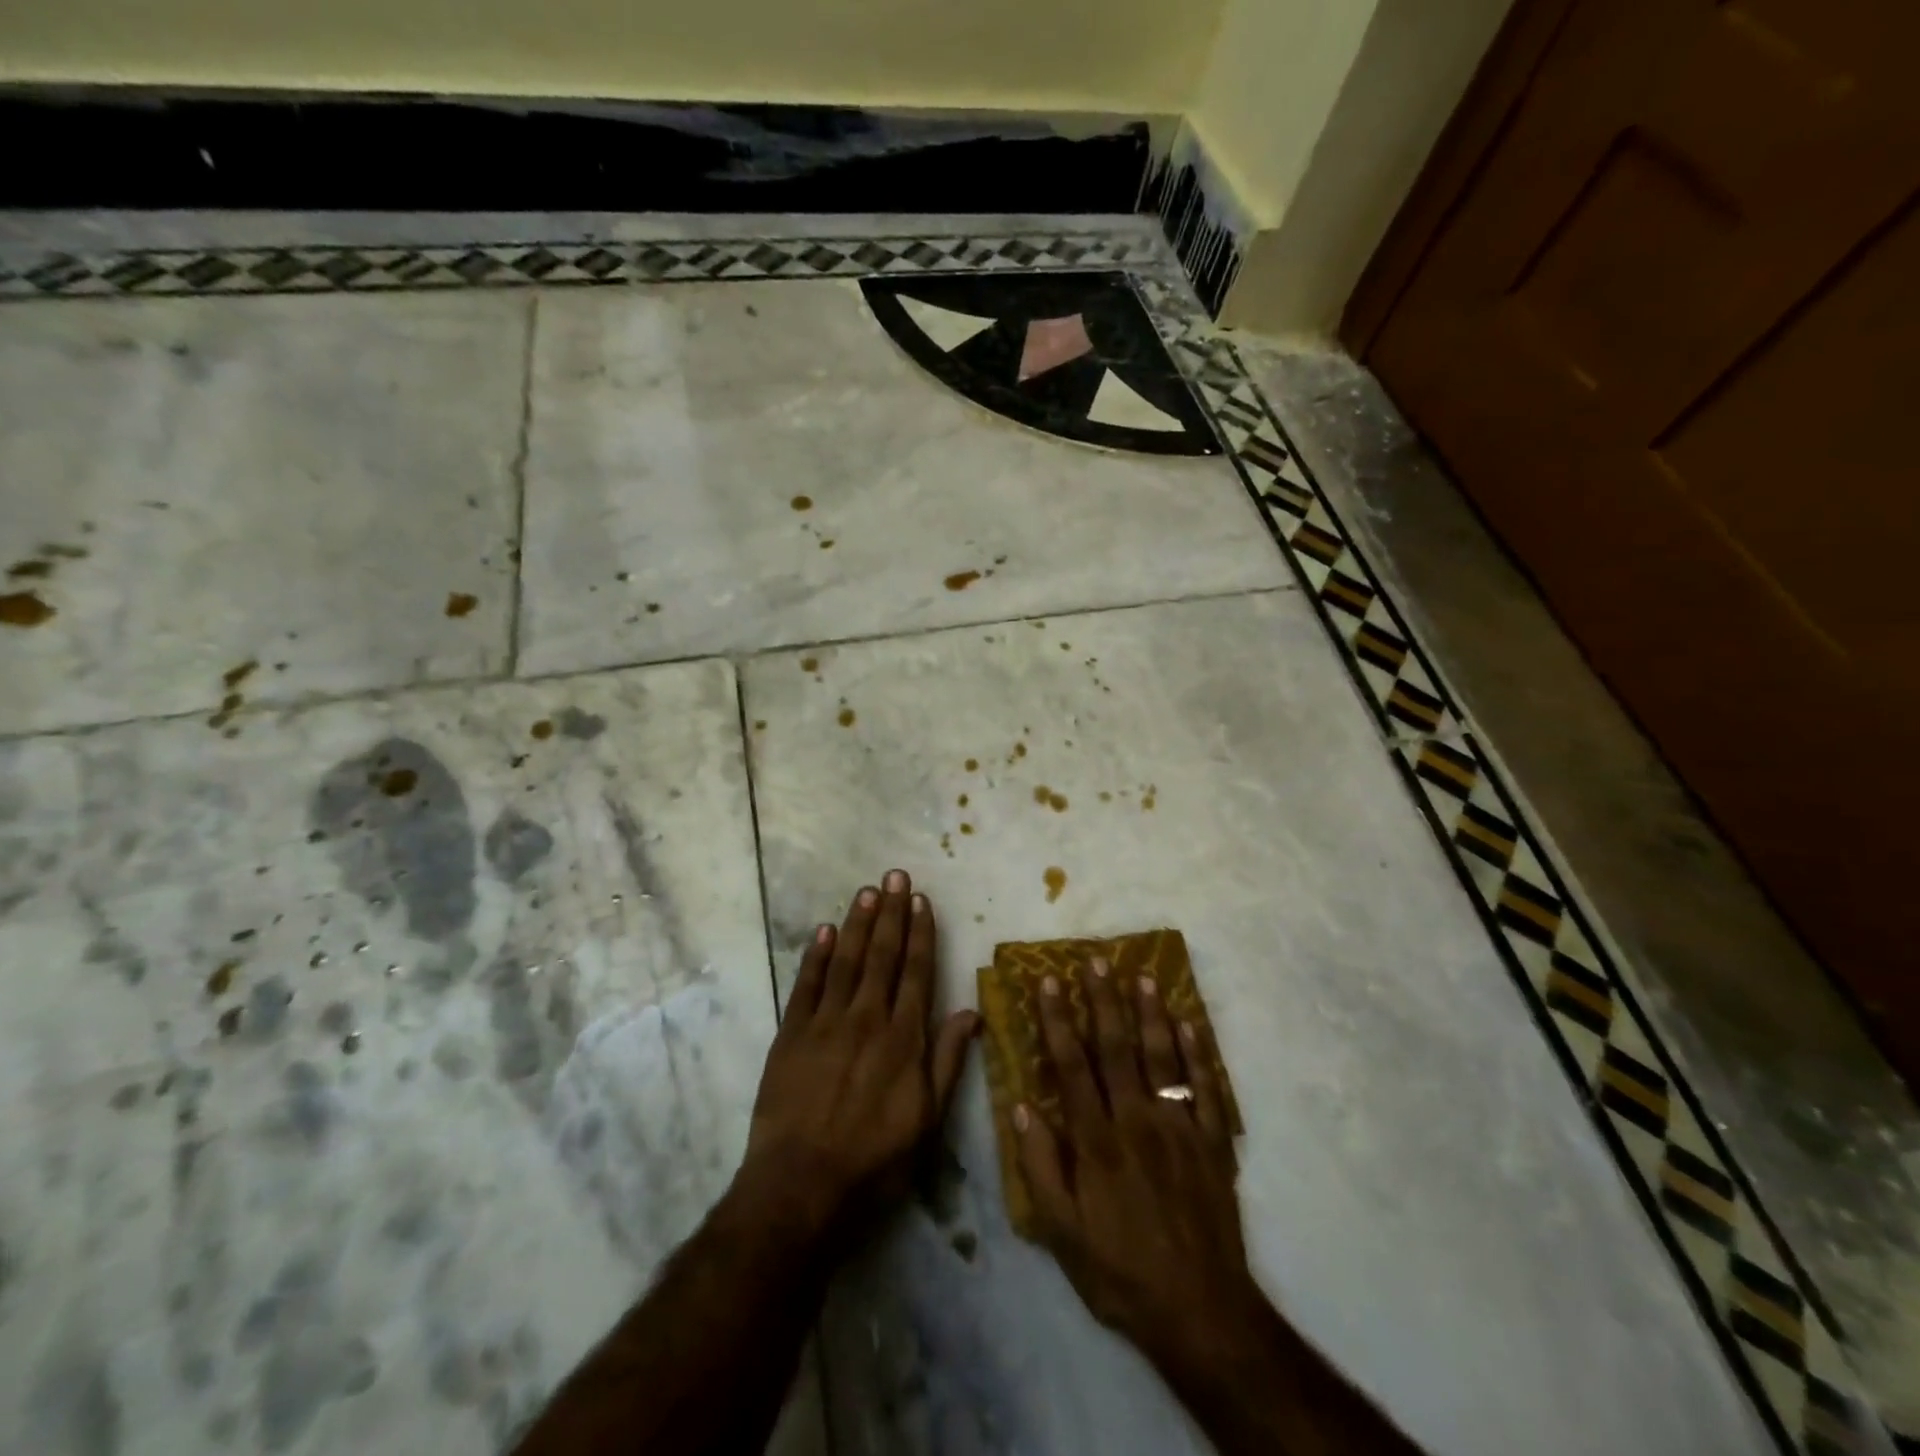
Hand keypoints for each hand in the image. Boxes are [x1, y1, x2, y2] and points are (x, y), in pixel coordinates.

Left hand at [736, 869, 979, 1243]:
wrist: (802, 1183)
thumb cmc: (874, 1156)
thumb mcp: (928, 1119)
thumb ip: (948, 1060)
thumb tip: (971, 1011)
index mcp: (903, 1037)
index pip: (916, 972)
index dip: (920, 933)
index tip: (921, 900)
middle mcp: (867, 1018)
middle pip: (882, 955)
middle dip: (890, 913)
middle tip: (894, 875)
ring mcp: (825, 1022)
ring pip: (845, 960)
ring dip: (857, 923)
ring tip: (867, 890)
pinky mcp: (791, 1034)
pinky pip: (805, 985)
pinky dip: (814, 956)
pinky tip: (823, 931)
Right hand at [1014, 958, 1262, 1364]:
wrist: (1201, 1313)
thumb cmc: (1120, 1272)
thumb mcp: (1062, 1233)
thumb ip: (1040, 1165)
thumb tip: (1020, 1106)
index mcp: (1097, 1141)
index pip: (1071, 1065)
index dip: (1057, 1020)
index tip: (1048, 982)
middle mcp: (1137, 1121)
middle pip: (1117, 1048)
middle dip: (1103, 1000)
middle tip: (1095, 960)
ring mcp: (1180, 1128)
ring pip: (1163, 1057)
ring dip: (1151, 1013)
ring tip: (1142, 975)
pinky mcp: (1213, 1143)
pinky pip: (1206, 1088)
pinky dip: (1199, 1053)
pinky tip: (1189, 1023)